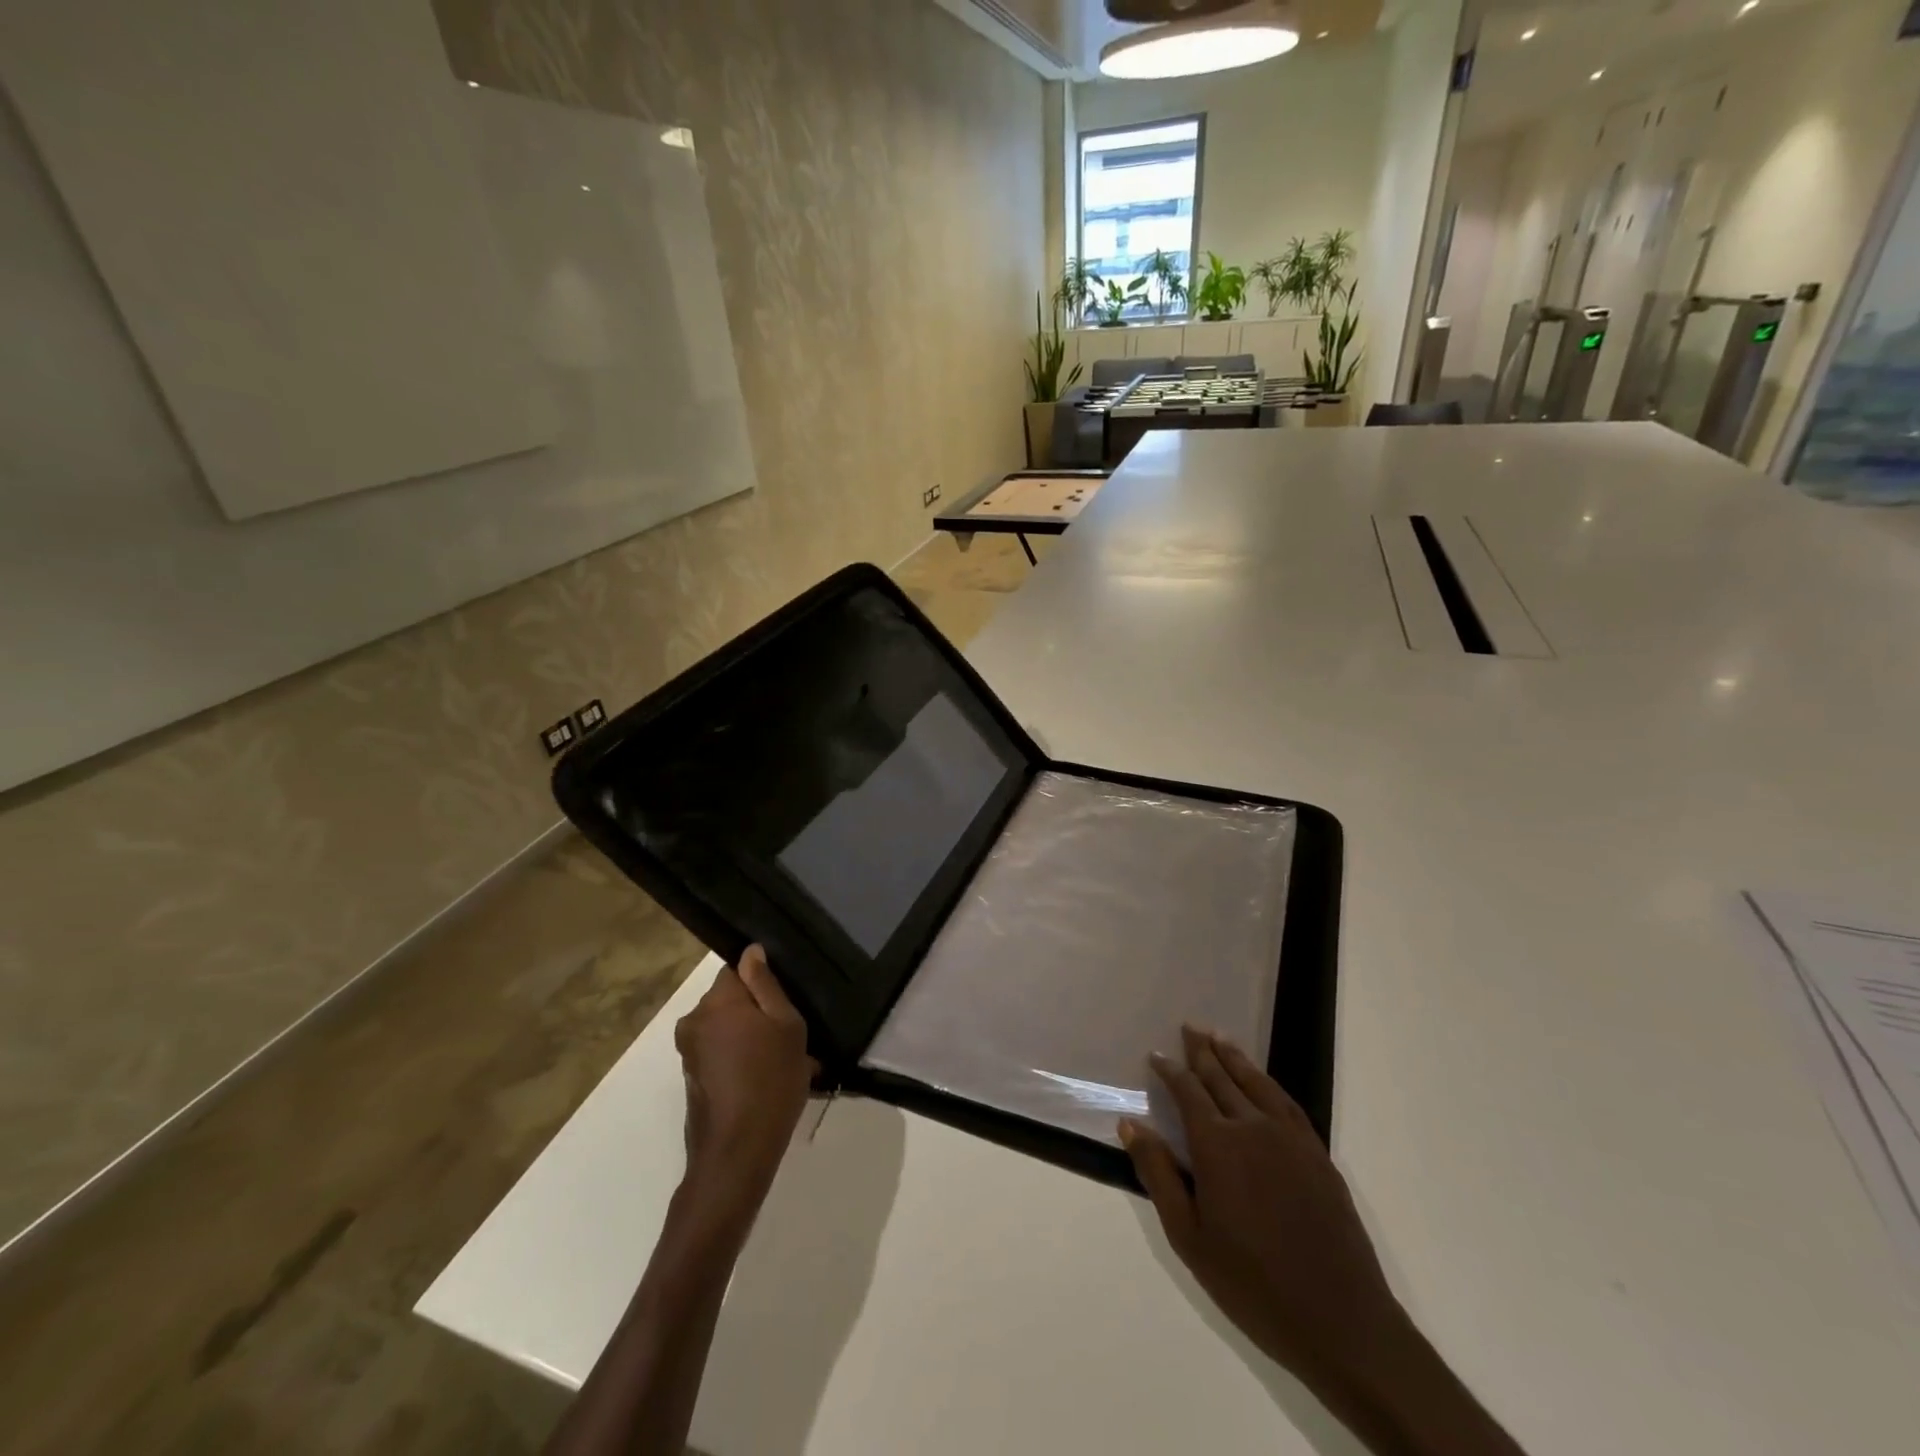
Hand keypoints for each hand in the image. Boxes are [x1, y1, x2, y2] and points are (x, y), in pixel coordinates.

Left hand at [674, 946, 817, 1218]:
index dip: (762, 983)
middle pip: (729, 999)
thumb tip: (751, 951)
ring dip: (748, 1037)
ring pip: (725, 1027)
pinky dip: (738, 1058)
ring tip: (781, 1063)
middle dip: (755, 1012)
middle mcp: (694, 1020)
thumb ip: (766, 984)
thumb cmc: (771, 1080)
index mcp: (717, 1001)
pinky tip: (763, 1081)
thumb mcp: (786, 1025)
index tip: (783, 1004)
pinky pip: (719, 1052)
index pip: (737, 969)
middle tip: (788, 1037)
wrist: (738, 1152)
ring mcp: (688, 1051)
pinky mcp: (690, 1077)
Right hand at [1121, 1027, 1404, 1387]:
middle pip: (1221, 1078)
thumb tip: (1130, 1124)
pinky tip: (1261, 1081)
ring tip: (1218, 1037)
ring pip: (1256, 1082)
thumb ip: (1158, 1173)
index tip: (1156, 1054)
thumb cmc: (1251, 1282)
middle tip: (1189, 1027)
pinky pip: (1287, 1103)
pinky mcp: (1318, 1154)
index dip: (1170, 1070)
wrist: (1339, 1320)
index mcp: (1217, 1145)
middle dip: (1202, 1051)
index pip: (1188, 1092)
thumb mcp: (1188, 1236)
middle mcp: (1252, 1127)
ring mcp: (1290, 1138)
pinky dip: (1268, 1083)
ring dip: (1234, 1057)